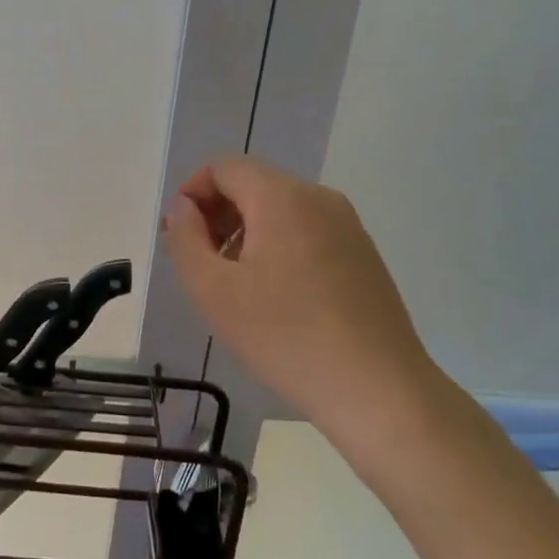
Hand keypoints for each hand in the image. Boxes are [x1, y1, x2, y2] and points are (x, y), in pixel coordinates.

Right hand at [162, 156, 433, 429]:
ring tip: (235, 286)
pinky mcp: (363, 254)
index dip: (192, 192)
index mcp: (282, 196)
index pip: (224, 167)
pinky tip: (276, 298)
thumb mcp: (213, 291)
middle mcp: (319, 198)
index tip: (179, 235)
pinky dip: (279, 247)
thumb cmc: (286, 337)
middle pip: (254, 184)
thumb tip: (183, 209)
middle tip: (201, 264)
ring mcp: (348, 225)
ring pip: (281, 209)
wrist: (379, 391)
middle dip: (217, 214)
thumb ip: (185, 239)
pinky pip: (307, 232)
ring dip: (246, 233)